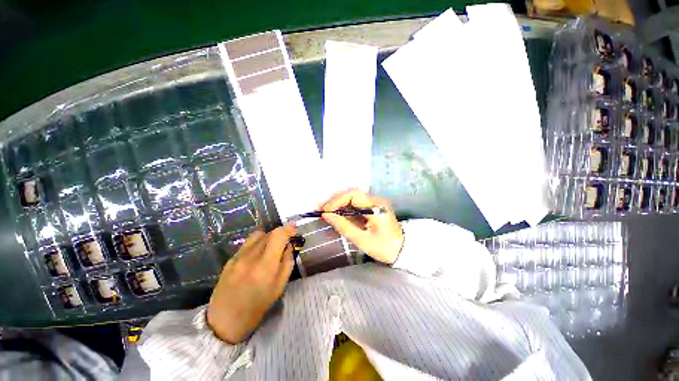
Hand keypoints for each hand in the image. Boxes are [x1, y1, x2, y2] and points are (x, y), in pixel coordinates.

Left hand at [207, 224, 295, 343]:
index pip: (278, 235)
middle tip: (285, 242)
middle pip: (268, 233)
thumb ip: (287, 262)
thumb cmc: (257, 307)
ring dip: (268, 237)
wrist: (225, 322)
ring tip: (271, 248)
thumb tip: (289, 245)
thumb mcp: (280, 286)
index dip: (288, 229)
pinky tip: (257, 256)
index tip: (294, 230)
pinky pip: (247, 244)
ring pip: (257, 235)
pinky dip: (257, 244)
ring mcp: (237, 257)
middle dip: (280, 234)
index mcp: (265, 265)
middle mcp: (250, 257)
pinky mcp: (230, 259)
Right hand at [320, 189, 403, 264]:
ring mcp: (376, 202)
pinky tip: (336, 213)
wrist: (403, 249)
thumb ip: (343, 226)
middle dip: (335, 201)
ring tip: (325, 211)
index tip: (325, 211)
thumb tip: (326, 215)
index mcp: (376, 207)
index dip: (337, 200)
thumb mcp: (362, 240)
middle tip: (321, 210)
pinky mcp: (374, 206)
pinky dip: (345, 208)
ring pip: (353, 197)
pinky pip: (357, 203)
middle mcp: (376, 200)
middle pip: (352, 194)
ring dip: (339, 203)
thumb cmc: (384, 247)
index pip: (353, 195)